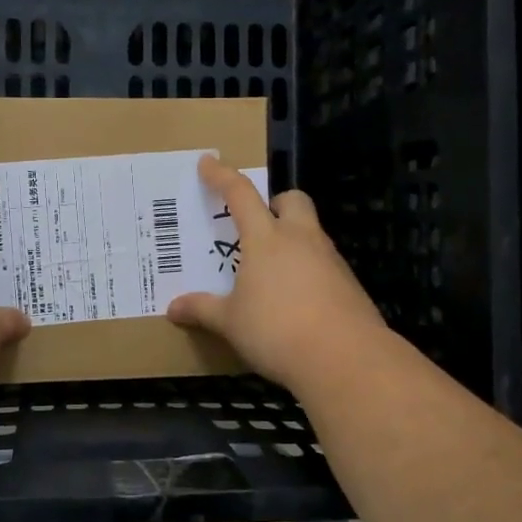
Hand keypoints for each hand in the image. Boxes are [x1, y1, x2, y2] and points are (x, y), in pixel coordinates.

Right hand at [166, 154, 387, 390]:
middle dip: (275, 203)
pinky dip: (308, 270)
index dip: (222, 176)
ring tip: (272, 271)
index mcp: (266, 239)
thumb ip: (202, 310)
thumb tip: (173, 308)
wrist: (345, 358)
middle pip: (292, 200)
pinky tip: (296, 299)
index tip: (208, 162)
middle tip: (258, 225)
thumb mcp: (231, 323)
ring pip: (311, 232)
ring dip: (292, 239)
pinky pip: (324, 263)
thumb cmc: (277, 331)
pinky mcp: (349, 284)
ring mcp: (330, 259)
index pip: (240, 195)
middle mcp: (300, 239)